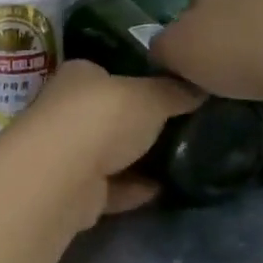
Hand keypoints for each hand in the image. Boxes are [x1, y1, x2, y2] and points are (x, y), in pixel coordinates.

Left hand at [0, 60, 201, 227]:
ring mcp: (67, 151)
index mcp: (80, 75)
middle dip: (136, 122)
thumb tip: (199, 85)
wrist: (63, 177)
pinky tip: (162, 190)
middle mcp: (67, 109)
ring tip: (178, 159)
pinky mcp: (74, 191)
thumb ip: (173, 91)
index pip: (108, 71)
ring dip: (135, 158)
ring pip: (107, 152)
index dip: (135, 78)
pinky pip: (111, 187)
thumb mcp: (150, 96)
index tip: (168, 89)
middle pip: (107, 113)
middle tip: (180, 126)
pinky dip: (132, 189)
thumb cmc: (103, 118)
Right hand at [149, 0, 262, 102]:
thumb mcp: (175, 50)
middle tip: (217, 71)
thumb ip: (160, 47)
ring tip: (250, 82)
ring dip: (252, 51)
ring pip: (258, 27)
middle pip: (226, 9)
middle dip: (221, 38)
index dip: (187, 26)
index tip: (192, 55)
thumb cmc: (235, 46)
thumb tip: (166, 51)